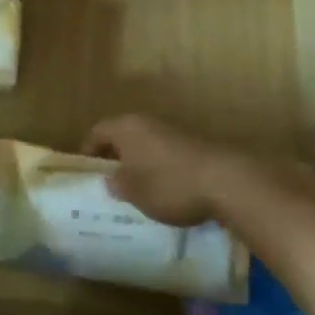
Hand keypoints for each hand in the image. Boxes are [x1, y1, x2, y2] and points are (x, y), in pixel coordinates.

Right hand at [83, 114, 257, 226]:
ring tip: (138, 190)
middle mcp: (148, 122)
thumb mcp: (133, 192)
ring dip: (140, 163)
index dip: (88, 152)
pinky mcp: (195, 144)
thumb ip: (117, 184)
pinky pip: (167, 154)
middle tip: (110, 182)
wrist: (226, 182)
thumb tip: (112, 179)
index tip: (88, 173)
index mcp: (126, 128)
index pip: (97, 132)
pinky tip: (166, 190)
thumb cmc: (168, 185)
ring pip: (146, 145)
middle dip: (115, 158)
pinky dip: (161, 168)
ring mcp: (175, 131)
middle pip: (123, 136)